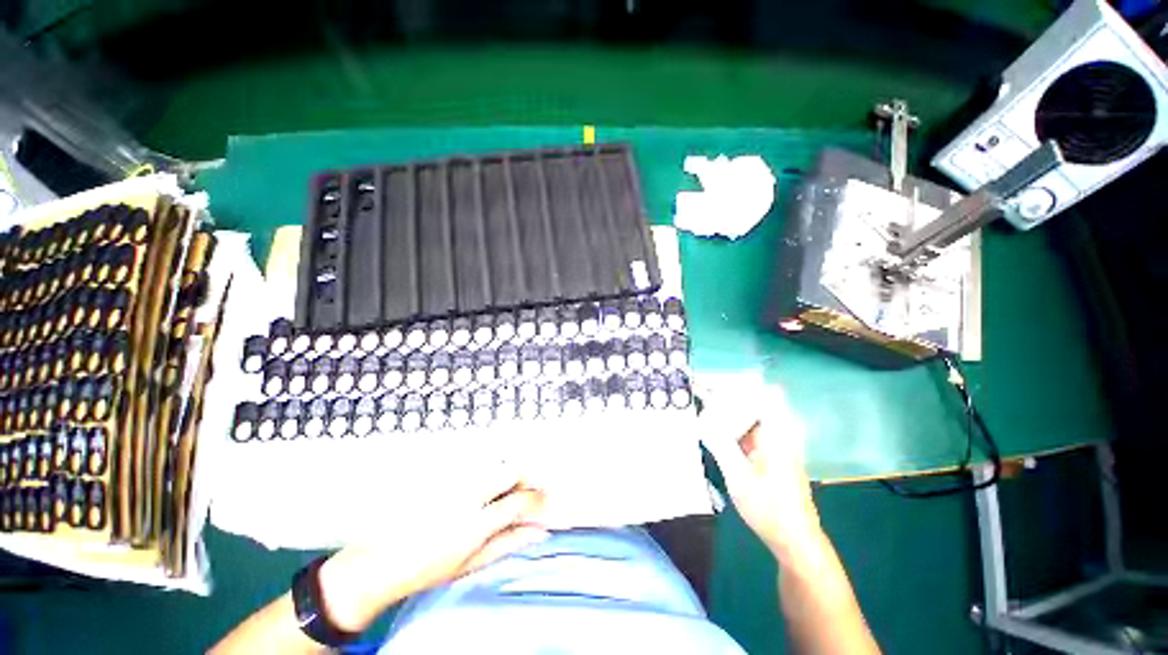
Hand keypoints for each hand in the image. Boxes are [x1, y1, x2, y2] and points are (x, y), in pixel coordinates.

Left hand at [316, 463, 547, 632]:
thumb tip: (539, 532)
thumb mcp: (470, 563)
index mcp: (474, 524)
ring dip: (513, 471)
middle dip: (530, 477)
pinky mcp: (444, 471)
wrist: (378, 560)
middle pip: (511, 470)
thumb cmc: (425, 569)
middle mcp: (466, 494)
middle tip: (537, 488)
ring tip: (516, 486)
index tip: (548, 503)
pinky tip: (491, 482)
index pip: (518, 501)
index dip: (539, 500)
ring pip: (496, 462)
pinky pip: (478, 461)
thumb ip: (508, 543)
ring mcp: (453, 479)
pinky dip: (493, 468)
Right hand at [699, 382, 822, 560]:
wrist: (794, 539)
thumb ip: (719, 442)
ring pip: (748, 410)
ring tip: (698, 401)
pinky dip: (729, 420)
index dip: (732, 382)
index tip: (705, 381)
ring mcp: (775, 438)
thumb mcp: (738, 476)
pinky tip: (711, 423)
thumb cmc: (769, 509)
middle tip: (695, 389)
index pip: (758, 391)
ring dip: (725, 404)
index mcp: (777, 431)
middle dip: (722, 390)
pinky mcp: (769, 448)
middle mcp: (779, 429)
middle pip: (751, 397)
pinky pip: (748, 424)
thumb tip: (700, 417)